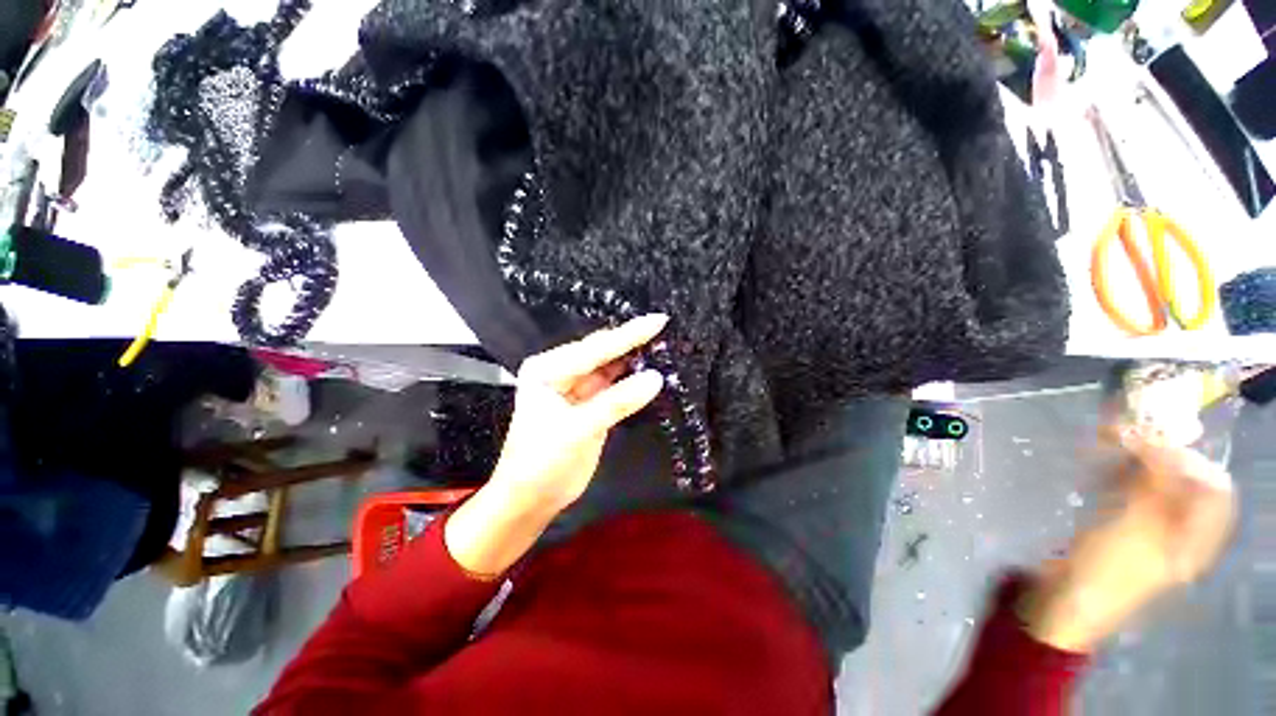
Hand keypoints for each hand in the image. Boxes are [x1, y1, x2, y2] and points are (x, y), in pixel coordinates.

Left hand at [445, 315, 667, 577]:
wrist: (532, 499)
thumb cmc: (541, 463)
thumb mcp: (577, 430)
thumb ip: (616, 402)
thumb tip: (655, 378)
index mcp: (548, 369)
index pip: (594, 349)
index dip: (628, 335)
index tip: (657, 320)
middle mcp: (562, 372)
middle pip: (602, 352)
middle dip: (632, 341)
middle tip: (665, 329)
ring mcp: (578, 388)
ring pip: (611, 367)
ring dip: (635, 359)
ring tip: (664, 344)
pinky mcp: (592, 403)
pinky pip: (616, 386)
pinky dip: (634, 380)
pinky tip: (652, 370)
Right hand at [1021, 426, 1237, 651]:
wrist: (1071, 599)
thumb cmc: (1110, 566)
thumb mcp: (1136, 523)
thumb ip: (1153, 480)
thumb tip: (1155, 439)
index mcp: (1198, 536)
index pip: (1214, 486)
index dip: (1190, 458)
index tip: (1153, 439)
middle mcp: (1185, 531)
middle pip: (1187, 482)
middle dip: (1160, 455)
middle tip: (1124, 437)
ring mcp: (1155, 530)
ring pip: (1159, 485)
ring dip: (1138, 462)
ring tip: (1108, 448)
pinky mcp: (1128, 528)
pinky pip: (1136, 493)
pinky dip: (1122, 476)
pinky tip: (1101, 470)